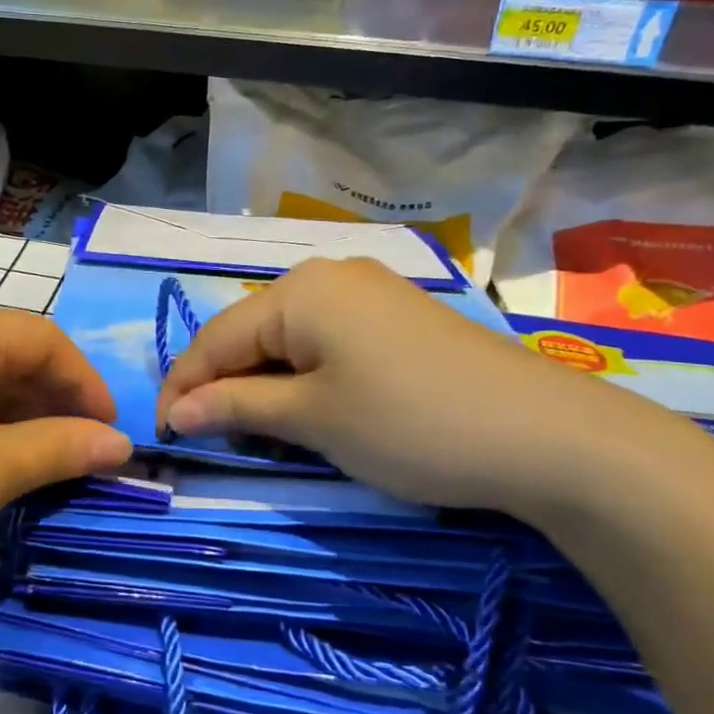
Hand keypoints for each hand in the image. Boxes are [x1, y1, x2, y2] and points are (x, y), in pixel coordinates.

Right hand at [155, 257, 672, 523]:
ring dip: (263, 383)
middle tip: (208, 438)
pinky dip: (304, 376)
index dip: (184, 387)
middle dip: (223, 385)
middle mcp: (329, 275)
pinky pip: (327, 341)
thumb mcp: (313, 419)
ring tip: (254, 430)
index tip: (164, 435)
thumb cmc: (411, 424)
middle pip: (250, 333)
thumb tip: (175, 414)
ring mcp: (369, 292)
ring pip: (288, 338)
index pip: (216, 339)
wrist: (549, 436)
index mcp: (299, 291)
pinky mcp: (397, 317)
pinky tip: (308, 407)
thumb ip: (236, 408)